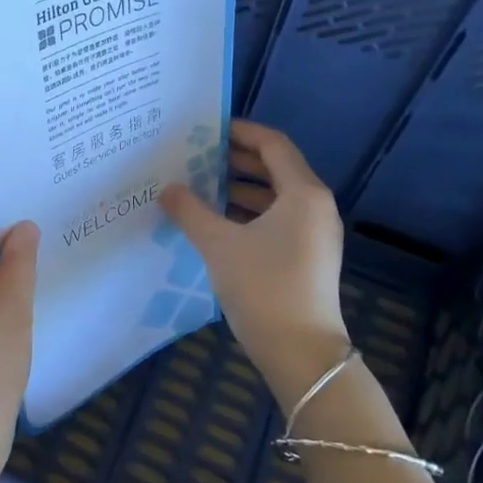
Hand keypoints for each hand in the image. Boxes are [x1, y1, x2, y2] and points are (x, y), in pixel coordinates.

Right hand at [159, 119, 351, 403]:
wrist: (300, 353)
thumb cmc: (263, 287)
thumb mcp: (218, 244)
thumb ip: (190, 211)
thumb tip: (168, 188)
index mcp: (303, 194)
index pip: (272, 145)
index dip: (240, 132)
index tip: (206, 129)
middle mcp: (315, 207)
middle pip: (275, 168)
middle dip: (235, 160)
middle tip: (195, 155)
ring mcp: (314, 234)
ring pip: (274, 196)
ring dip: (238, 189)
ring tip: (198, 187)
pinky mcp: (307, 256)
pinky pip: (276, 219)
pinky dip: (247, 213)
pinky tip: (215, 222)